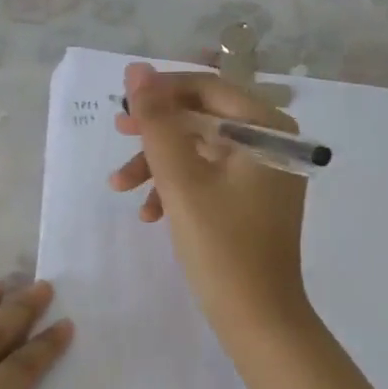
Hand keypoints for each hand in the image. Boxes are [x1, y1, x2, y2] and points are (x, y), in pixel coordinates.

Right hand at [109, 62, 313, 347]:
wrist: (256, 318)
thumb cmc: (221, 246)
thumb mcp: (181, 180)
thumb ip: (157, 122)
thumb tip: (137, 70)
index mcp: (267, 128)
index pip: (208, 87)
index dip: (161, 92)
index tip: (122, 107)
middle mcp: (271, 142)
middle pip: (202, 118)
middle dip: (156, 132)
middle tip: (116, 135)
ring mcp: (262, 173)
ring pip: (199, 150)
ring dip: (158, 165)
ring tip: (120, 187)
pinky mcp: (250, 200)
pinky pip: (207, 178)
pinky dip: (176, 188)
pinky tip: (149, 213)